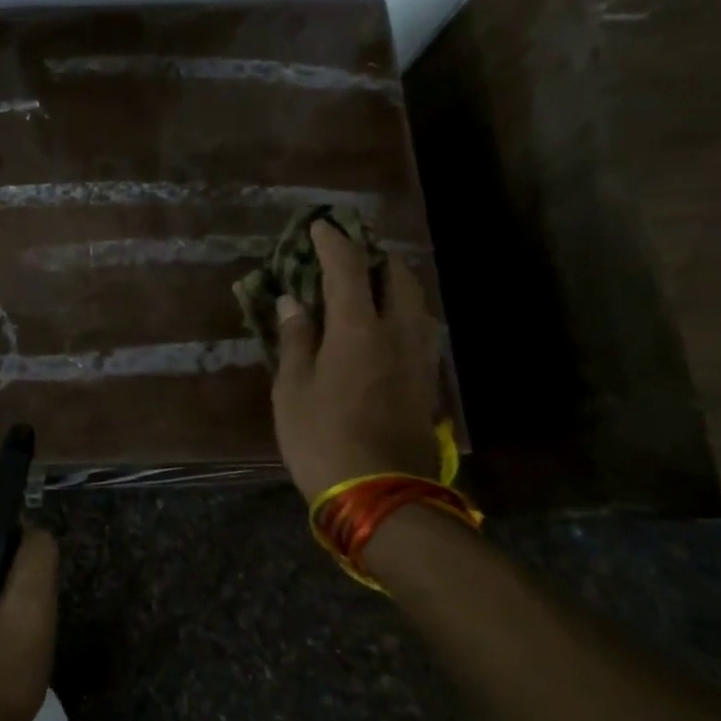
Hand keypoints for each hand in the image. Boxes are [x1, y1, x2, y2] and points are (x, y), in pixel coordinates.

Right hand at [272, 219, 442, 498]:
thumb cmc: (321, 437)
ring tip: (366, 288)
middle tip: (347, 258)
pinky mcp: (428, 381)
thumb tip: (294, 302)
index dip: (333, 242)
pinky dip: (402, 312)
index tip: (320, 225)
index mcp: (358, 330)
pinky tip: (383, 327)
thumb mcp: (292, 389)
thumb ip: (296, 340)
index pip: (349, 268)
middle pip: (397, 277)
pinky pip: (420, 328)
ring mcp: (420, 358)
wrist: (380, 494)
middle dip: (374, 257)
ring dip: (393, 284)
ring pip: (417, 302)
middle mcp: (398, 333)